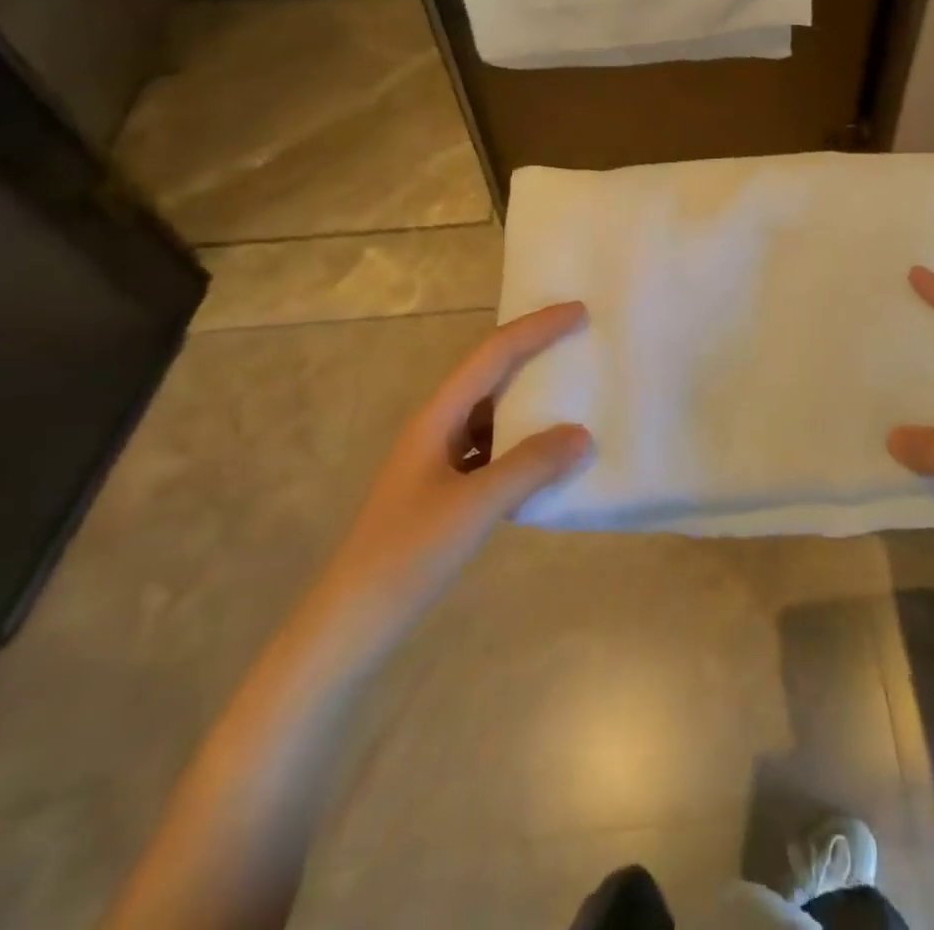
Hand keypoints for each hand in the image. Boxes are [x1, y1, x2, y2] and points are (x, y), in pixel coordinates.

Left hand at [315, 303, 592, 633]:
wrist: (351, 622)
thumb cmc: (408, 554)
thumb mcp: (475, 507)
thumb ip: (530, 467)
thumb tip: (582, 435)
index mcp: (438, 417)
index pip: (493, 355)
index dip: (536, 328)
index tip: (579, 312)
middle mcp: (438, 427)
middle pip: (491, 375)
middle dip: (534, 353)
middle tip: (581, 342)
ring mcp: (440, 459)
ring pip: (493, 413)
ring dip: (530, 400)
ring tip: (574, 393)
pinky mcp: (445, 489)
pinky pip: (493, 449)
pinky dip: (523, 444)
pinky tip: (548, 458)